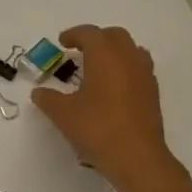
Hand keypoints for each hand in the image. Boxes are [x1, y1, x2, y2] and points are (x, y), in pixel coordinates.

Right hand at [32, 25, 179, 191]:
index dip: (74, 34)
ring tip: (98, 67)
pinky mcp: (153, 94)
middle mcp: (128, 59)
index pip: (90, 33)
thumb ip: (48, 99)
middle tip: (80, 50)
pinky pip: (139, 70)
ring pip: (131, 51)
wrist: (138, 158)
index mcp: (105, 56)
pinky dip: (125, 69)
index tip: (62, 42)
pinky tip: (113, 88)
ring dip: (114, 52)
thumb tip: (38, 93)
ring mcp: (145, 76)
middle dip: (97, 38)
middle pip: (115, 36)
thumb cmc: (97, 128)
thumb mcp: (63, 114)